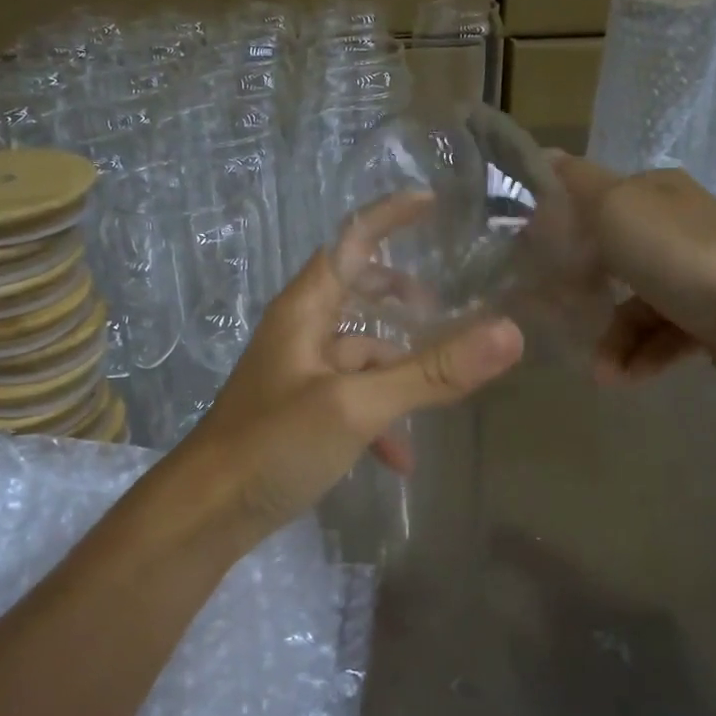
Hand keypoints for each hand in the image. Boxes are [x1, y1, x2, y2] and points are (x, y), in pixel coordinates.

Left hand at [173, 198, 524, 538]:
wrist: (207, 514)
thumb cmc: (273, 445)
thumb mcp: (356, 406)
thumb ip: (430, 372)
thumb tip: (508, 333)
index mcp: (304, 311)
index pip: (349, 244)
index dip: (388, 217)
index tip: (432, 201)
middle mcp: (299, 335)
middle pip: (356, 295)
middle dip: (400, 297)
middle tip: (445, 305)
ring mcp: (299, 377)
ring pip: (360, 356)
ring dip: (398, 370)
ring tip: (442, 390)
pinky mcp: (300, 416)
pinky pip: (351, 402)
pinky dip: (379, 420)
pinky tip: (401, 459)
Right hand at [552, 154, 715, 403]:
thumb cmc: (678, 257)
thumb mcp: (615, 208)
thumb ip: (577, 185)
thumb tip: (546, 157)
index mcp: (657, 193)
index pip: (597, 201)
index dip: (563, 226)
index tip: (531, 257)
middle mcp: (679, 227)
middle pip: (613, 257)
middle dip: (583, 291)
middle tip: (555, 314)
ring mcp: (698, 274)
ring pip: (636, 306)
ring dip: (612, 339)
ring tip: (600, 371)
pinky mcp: (711, 318)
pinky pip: (662, 337)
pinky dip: (641, 356)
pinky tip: (624, 376)